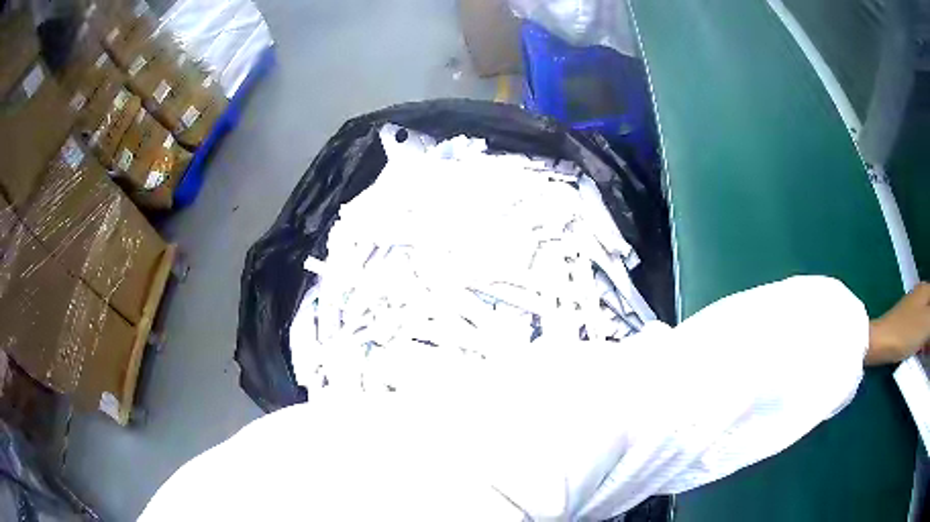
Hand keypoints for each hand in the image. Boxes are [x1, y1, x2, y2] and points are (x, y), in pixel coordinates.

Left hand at [867, 283, 929, 364]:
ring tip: (926, 349)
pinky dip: (922, 340)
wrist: (880, 344)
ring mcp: (913, 310)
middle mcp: (920, 295)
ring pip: (926, 321)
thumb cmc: (906, 332)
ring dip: (928, 335)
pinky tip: (920, 351)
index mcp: (925, 290)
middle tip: (929, 344)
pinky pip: (920, 330)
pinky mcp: (906, 326)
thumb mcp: (926, 325)